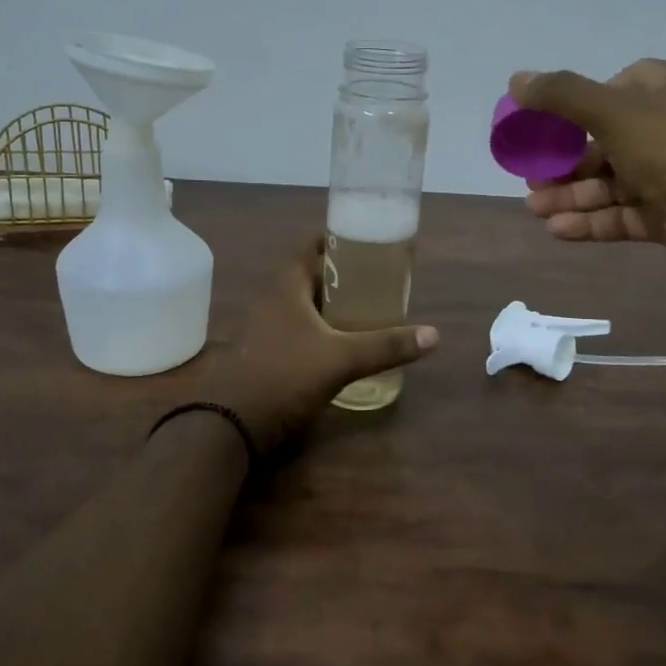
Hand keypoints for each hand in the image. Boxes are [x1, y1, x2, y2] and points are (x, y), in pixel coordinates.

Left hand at [197, 238, 438, 455]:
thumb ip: (386, 345)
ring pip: (302, 304)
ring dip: (329, 304)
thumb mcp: (341, 359)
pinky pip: (296, 328)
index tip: (365, 243)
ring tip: (364, 308)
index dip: (335, 241)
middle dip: (340, 275)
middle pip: (308, 275)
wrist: (231, 424)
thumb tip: (434, 335)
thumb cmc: (285, 376)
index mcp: (285, 287)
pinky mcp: (264, 353)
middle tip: (374, 279)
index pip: (309, 246)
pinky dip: (318, 328)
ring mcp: (263, 328)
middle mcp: (271, 300)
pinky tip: (340, 343)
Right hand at [510, 60, 665, 287]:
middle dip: (563, 161)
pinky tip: (556, 230)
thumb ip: (561, 94)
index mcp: (661, 93)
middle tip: (530, 177)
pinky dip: (589, 221)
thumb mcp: (611, 111)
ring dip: (569, 195)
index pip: (614, 89)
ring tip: (534, 208)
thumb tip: (516, 79)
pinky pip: (619, 215)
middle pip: (603, 142)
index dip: (578, 105)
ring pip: (608, 182)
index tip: (548, 124)